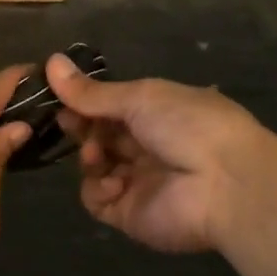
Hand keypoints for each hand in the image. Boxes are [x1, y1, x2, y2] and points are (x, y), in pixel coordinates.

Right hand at [46, 53, 276, 253]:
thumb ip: (92, 91)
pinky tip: (111, 181)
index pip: (110, 106)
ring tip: (95, 154)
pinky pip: (98, 200)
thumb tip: (50, 61)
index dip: (84, 101)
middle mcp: (146, 146)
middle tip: (68, 122)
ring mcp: (137, 182)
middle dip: (81, 127)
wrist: (226, 183)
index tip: (60, 96)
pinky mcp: (130, 214)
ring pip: (94, 166)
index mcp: (156, 113)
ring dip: (89, 156)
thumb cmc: (188, 125)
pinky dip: (97, 189)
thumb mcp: (139, 97)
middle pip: (99, 135)